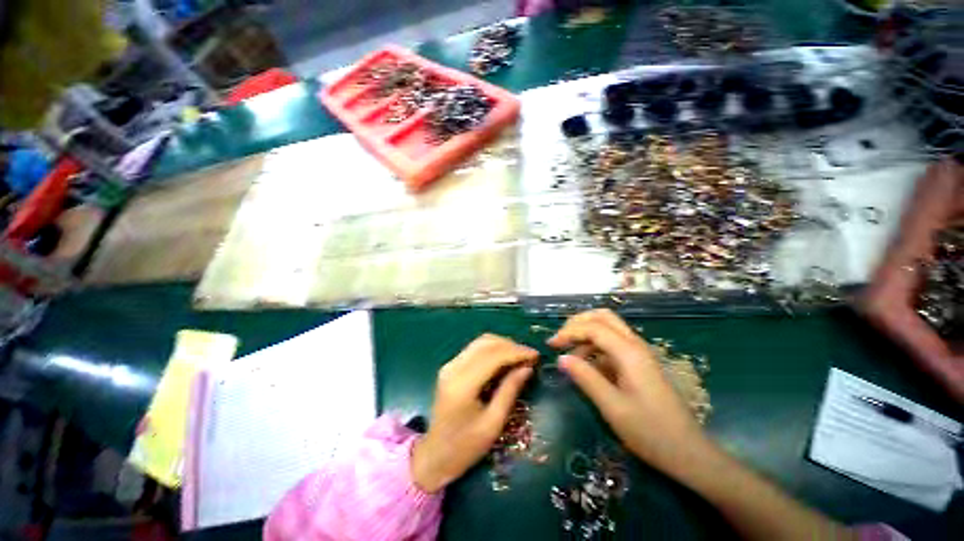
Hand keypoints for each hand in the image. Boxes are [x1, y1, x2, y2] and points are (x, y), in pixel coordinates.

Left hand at [411, 334, 537, 492]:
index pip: (493, 356)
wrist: (434, 455)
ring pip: (480, 343)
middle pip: (486, 343)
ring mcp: (449, 365)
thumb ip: (510, 391)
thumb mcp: (493, 424)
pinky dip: (492, 350)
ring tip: (520, 357)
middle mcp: (453, 368)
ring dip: (502, 345)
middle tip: (529, 356)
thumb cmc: (465, 447)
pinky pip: (474, 350)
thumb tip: (527, 367)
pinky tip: (504, 360)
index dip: (516, 352)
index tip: (535, 355)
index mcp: (463, 385)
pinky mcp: (450, 367)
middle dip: (510, 346)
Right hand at [549, 309, 708, 476]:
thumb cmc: (650, 432)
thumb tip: (561, 358)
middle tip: (561, 338)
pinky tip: (587, 365)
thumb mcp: (612, 406)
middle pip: (603, 317)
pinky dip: (595, 347)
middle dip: (578, 323)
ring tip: (570, 355)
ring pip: (609, 328)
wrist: (689, 453)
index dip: (569, 332)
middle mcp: (635, 345)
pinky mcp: (640, 364)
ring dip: (586, 334)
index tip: (551, 346)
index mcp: (629, 352)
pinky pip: (613, 344)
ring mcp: (640, 353)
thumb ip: (585, 377)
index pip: (593, 328)